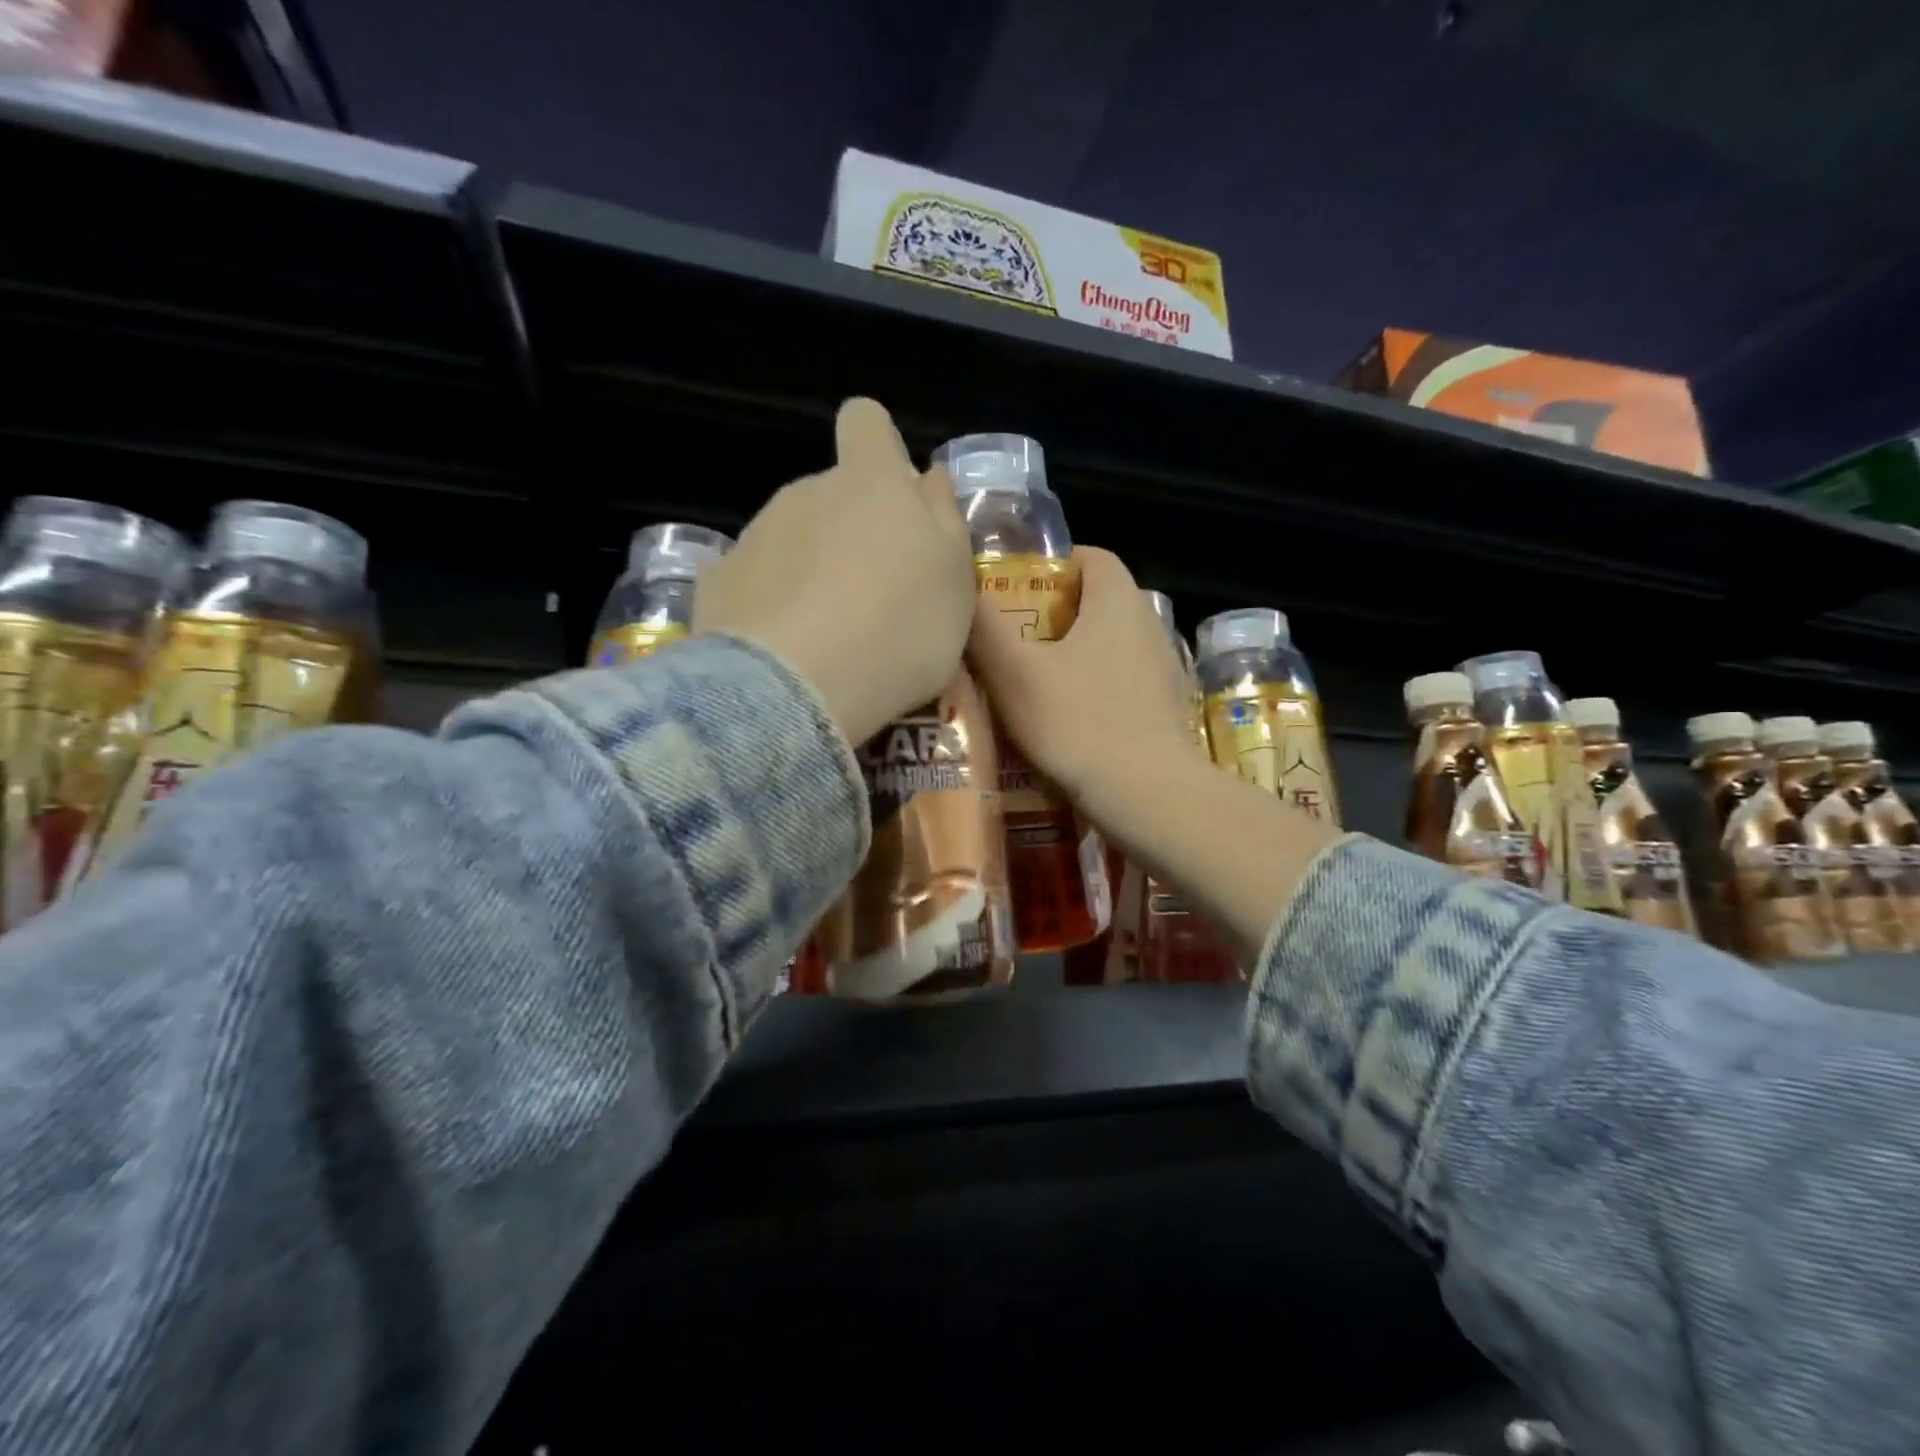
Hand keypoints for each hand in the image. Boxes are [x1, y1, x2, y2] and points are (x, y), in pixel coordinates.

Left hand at [693, 398, 974, 747]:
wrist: (797, 689)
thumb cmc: (899, 628)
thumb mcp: (954, 578)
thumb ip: (944, 517)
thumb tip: (928, 476)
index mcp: (869, 482)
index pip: (866, 421)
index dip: (880, 447)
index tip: (894, 496)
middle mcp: (806, 492)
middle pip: (831, 493)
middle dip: (852, 529)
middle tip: (876, 596)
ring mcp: (755, 534)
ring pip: (792, 538)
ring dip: (812, 571)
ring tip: (831, 636)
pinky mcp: (718, 580)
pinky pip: (755, 581)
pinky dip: (771, 605)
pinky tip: (785, 651)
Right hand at [966, 546, 1196, 826]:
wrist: (1148, 796)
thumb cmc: (1078, 723)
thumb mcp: (1014, 672)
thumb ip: (984, 625)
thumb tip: (963, 589)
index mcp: (1118, 601)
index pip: (1090, 556)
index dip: (1052, 566)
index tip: (1016, 593)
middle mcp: (1149, 625)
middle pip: (1098, 603)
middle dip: (1055, 616)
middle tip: (1014, 642)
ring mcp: (1163, 669)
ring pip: (1111, 646)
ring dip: (1075, 657)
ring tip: (1034, 686)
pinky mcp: (1167, 709)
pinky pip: (1124, 683)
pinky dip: (1096, 690)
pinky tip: (1070, 722)